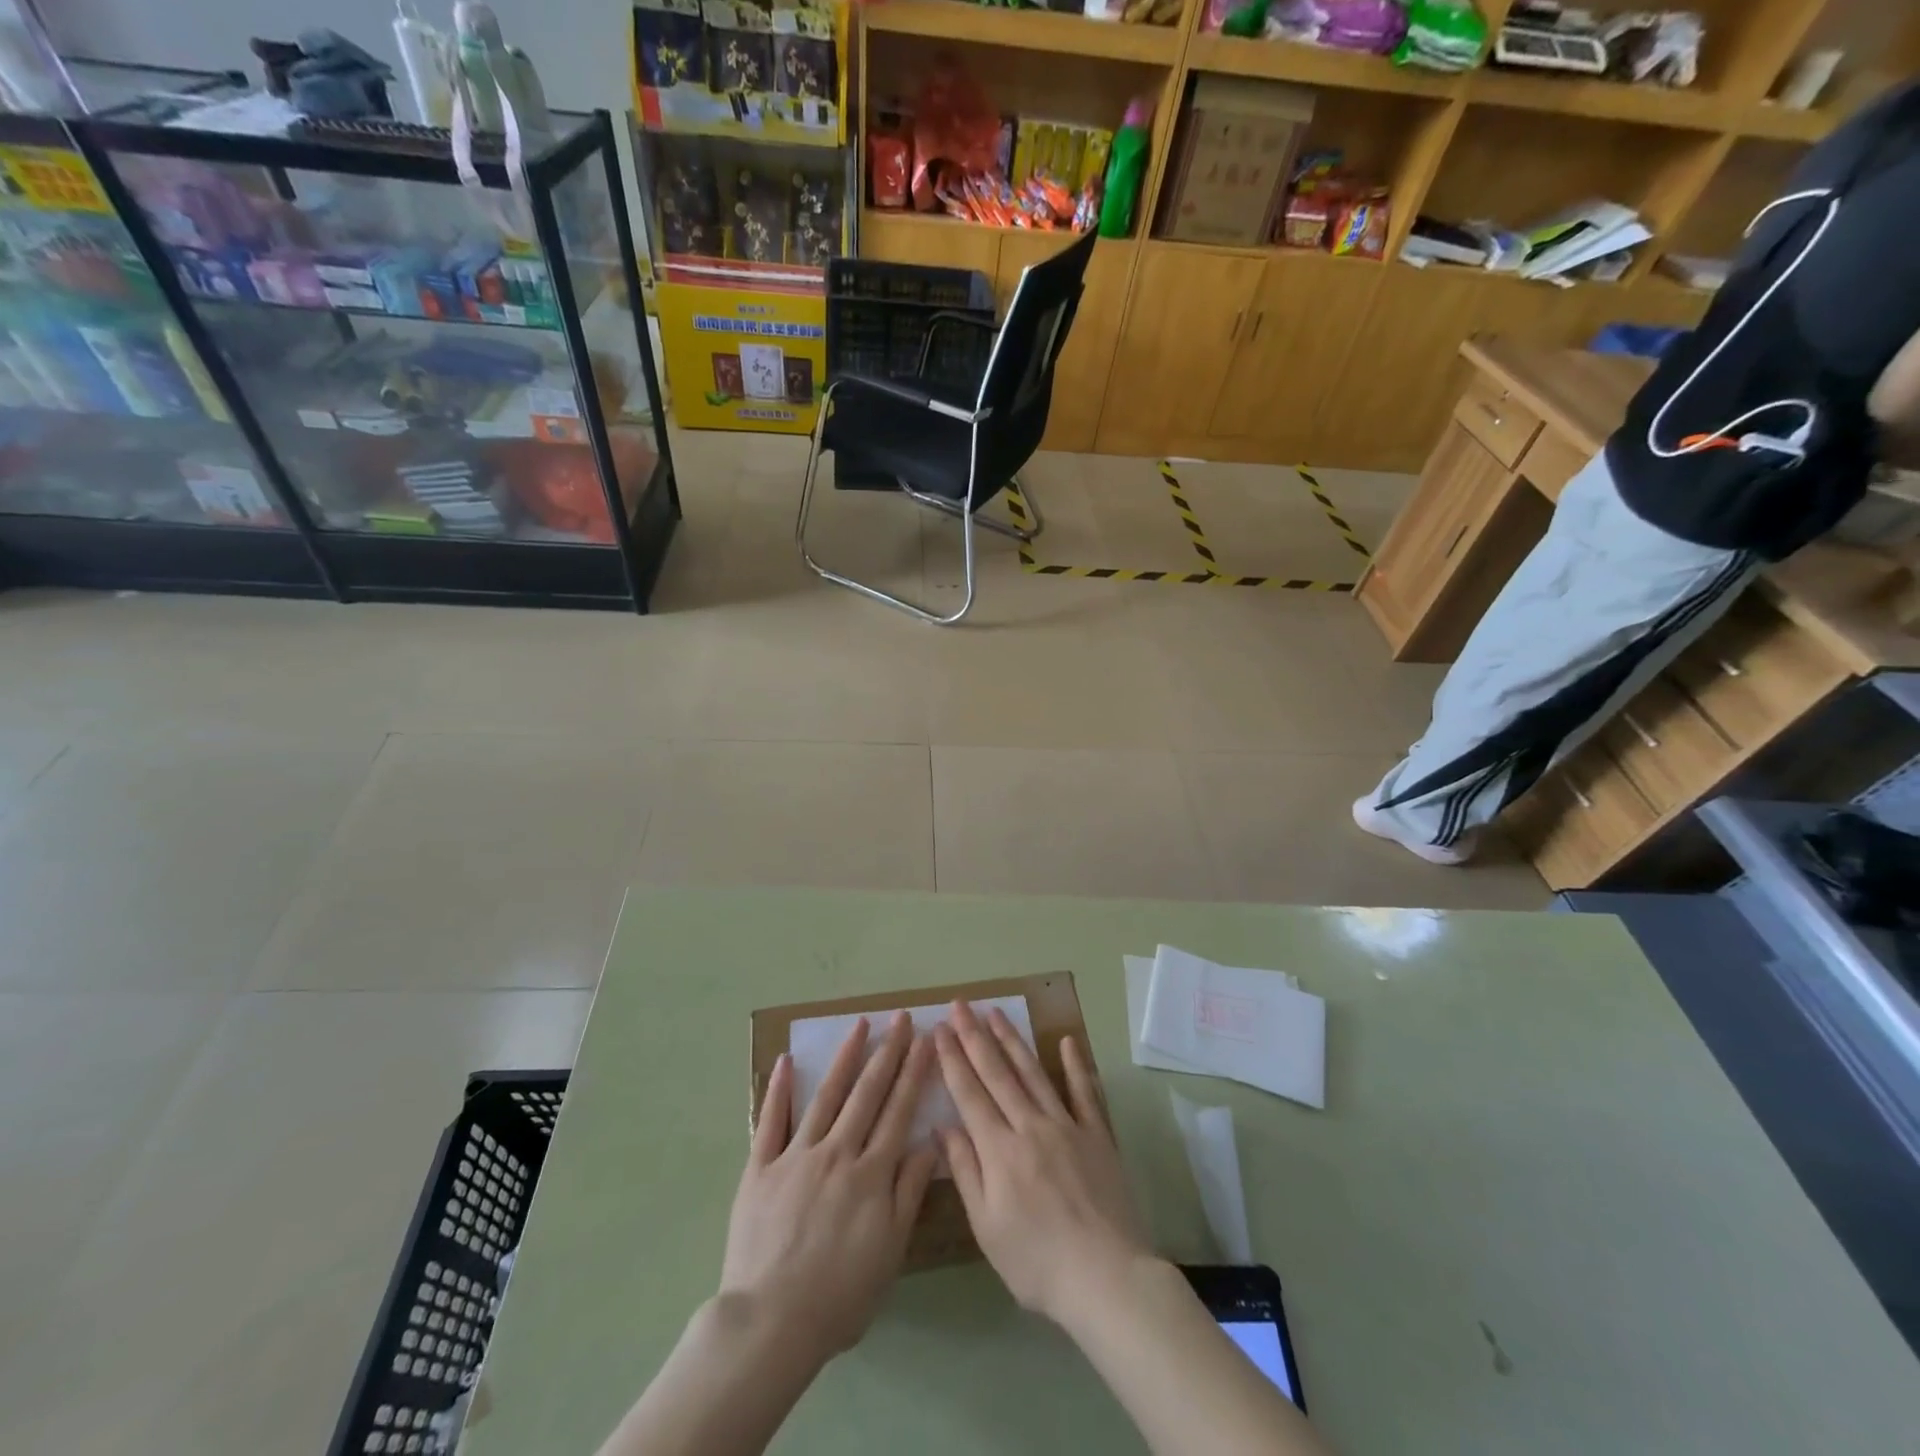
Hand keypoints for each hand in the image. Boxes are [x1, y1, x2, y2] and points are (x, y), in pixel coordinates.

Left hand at [723, 1012, 937, 1362]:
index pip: (899, 1111)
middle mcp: (837, 1153)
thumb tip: (926, 1143)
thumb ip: (908, 1194)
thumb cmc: (839, 1296)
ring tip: (860, 1025)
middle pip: (867, 1094)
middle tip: (900, 1019)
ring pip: (826, 1097)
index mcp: (871, 1174)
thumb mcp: (890, 1252)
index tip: (925, 1040)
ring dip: (844, 1058)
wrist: (771, 1323)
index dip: (913, 1074)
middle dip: (887, 1053)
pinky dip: (780, 1090)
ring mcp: (796, 1156)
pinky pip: (771, 1121)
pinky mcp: (760, 1168)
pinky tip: (788, 1061)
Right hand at [934, 1000, 1149, 1327]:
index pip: (969, 1093)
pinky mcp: (1097, 1135)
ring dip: (1013, 1040)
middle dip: (976, 1036)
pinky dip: (1075, 1065)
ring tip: (996, 1012)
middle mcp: (1030, 1126)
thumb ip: (966, 1171)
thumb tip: (942, 1126)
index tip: (941, 1028)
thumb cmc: (1037, 1262)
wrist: (1106, 1277)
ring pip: (1034, 1073)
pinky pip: (1084, 1092)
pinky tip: (1067, 1040)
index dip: (953, 1059)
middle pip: (998, 1073)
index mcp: (999, 1149)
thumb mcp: (987, 1227)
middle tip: (961, 1004)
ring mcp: (1067, 1125)